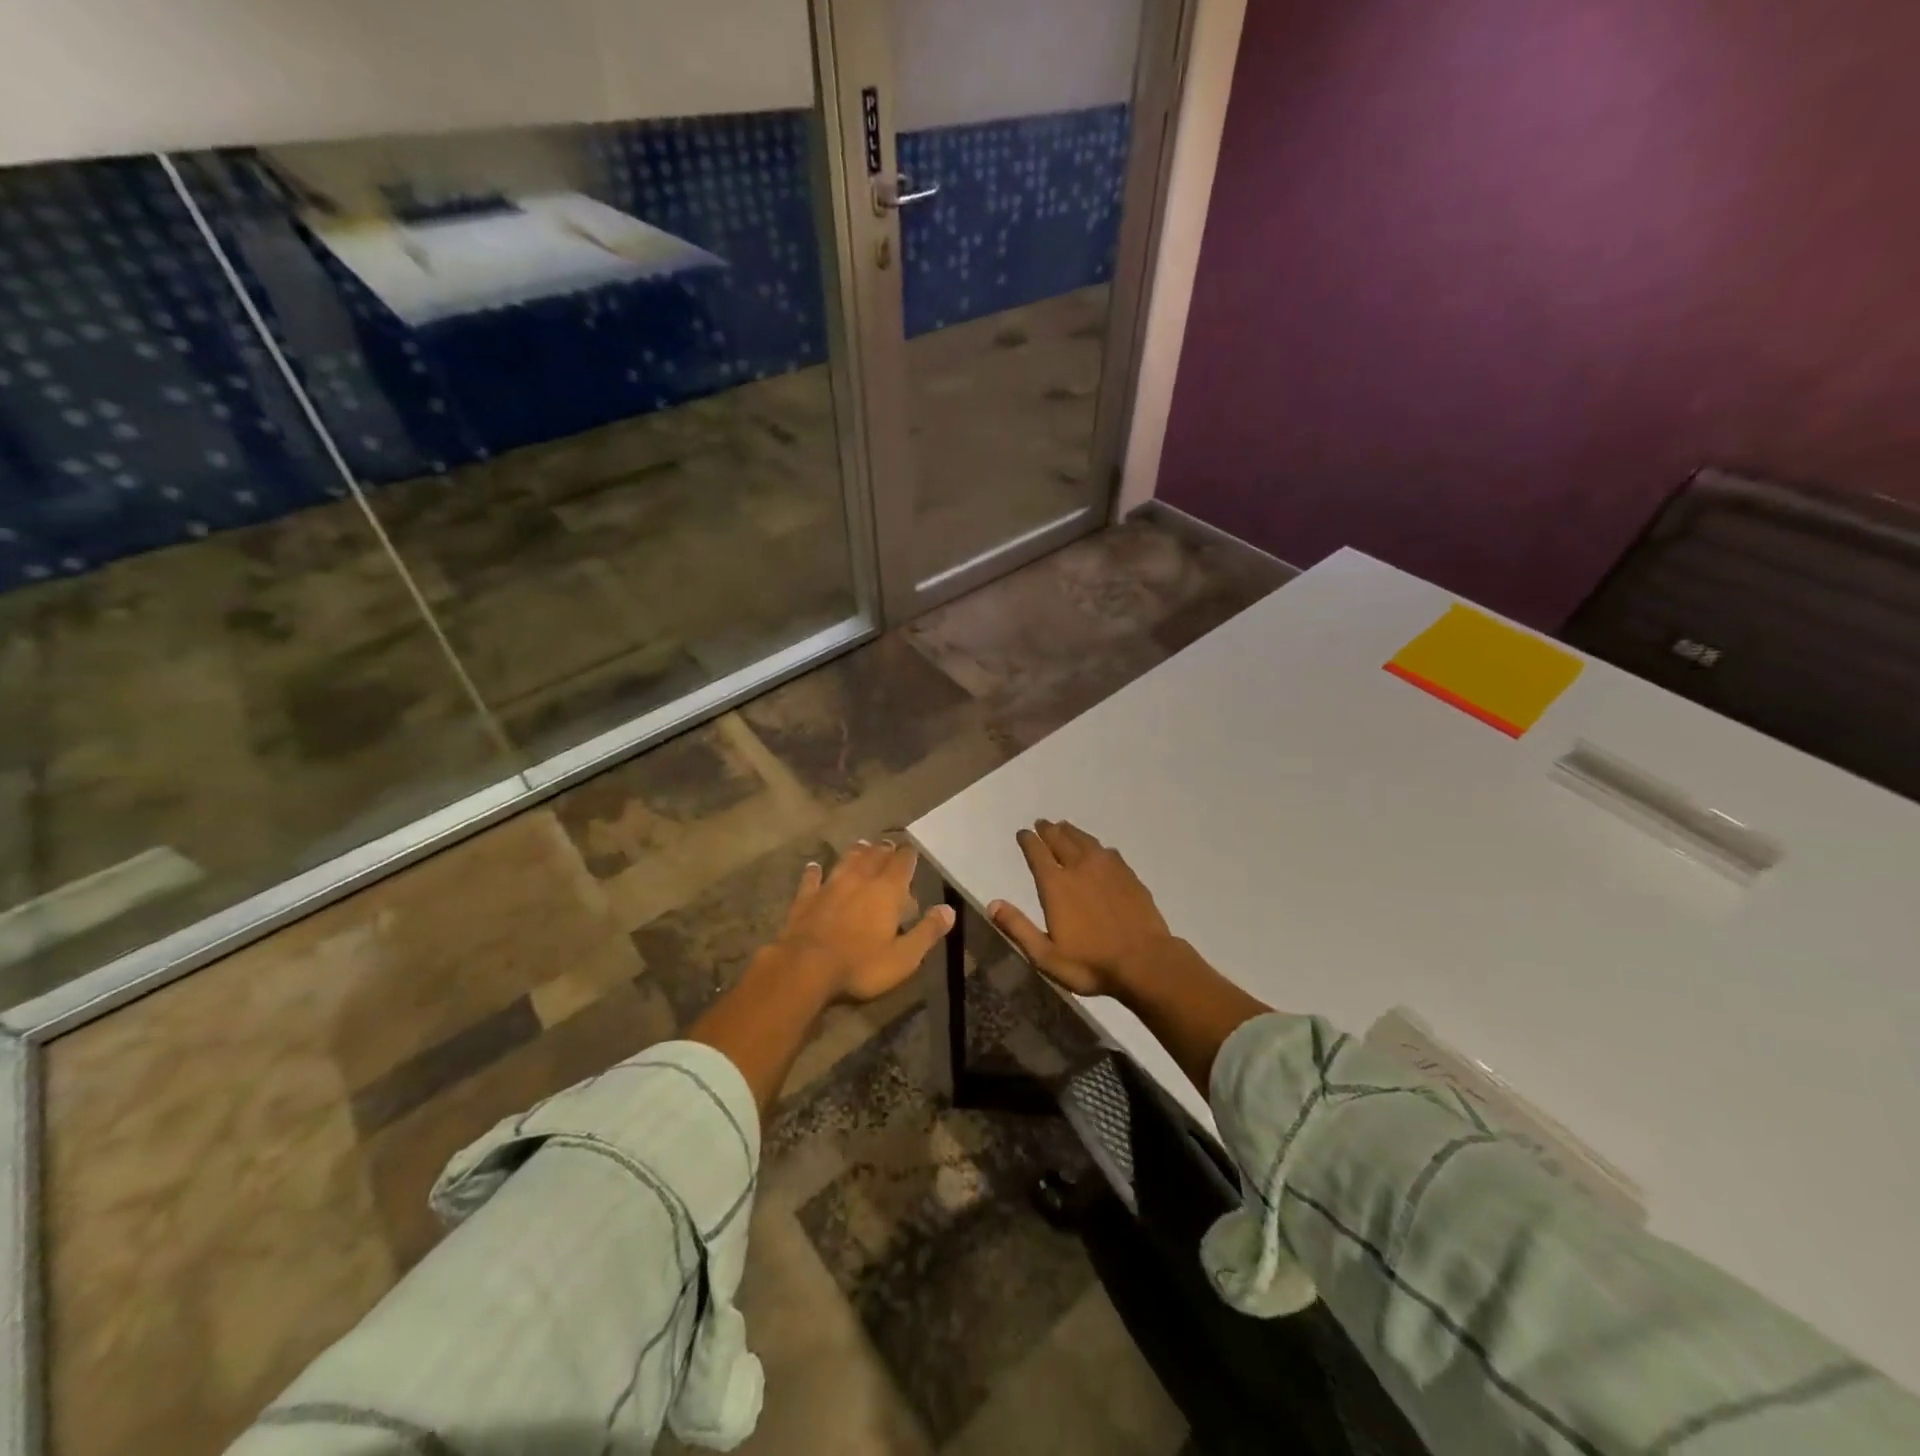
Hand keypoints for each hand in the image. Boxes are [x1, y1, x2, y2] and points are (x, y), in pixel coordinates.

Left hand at [773, 840, 954, 1003]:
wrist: (805, 968)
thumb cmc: (861, 965)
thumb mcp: (904, 957)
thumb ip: (927, 932)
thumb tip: (949, 910)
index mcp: (887, 891)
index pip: (902, 863)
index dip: (908, 855)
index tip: (911, 849)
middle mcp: (859, 880)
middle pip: (874, 857)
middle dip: (883, 850)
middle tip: (888, 845)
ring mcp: (830, 886)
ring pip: (846, 861)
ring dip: (856, 853)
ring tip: (862, 845)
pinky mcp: (806, 899)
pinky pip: (812, 879)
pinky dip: (815, 871)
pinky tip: (814, 866)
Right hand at [989, 820, 1174, 998]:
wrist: (1145, 962)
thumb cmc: (1091, 963)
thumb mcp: (1046, 955)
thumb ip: (1018, 928)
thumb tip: (992, 904)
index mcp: (1056, 886)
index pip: (1038, 854)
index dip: (1028, 841)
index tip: (1023, 833)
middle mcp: (1080, 868)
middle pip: (1061, 840)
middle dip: (1048, 830)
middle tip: (1042, 823)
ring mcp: (1108, 869)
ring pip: (1085, 841)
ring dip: (1072, 832)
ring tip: (1064, 826)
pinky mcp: (1129, 876)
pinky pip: (1108, 852)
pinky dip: (1097, 846)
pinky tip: (1099, 849)